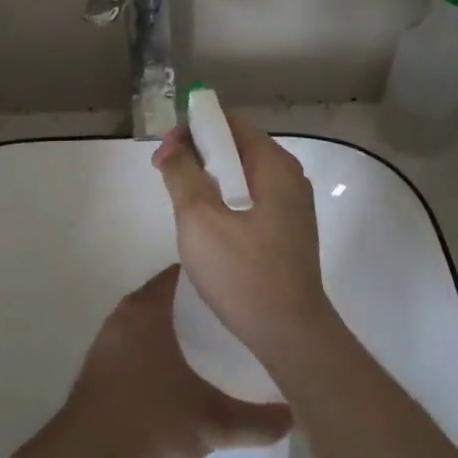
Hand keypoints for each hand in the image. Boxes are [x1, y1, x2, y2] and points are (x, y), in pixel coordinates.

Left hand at [57, 266, 291, 457]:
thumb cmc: (150, 422)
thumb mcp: (211, 423)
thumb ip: (255, 421)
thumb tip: (292, 417)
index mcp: (148, 308)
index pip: (184, 275)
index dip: (214, 281)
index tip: (241, 295)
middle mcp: (125, 312)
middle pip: (168, 296)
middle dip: (199, 309)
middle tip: (236, 325)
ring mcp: (108, 338)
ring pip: (150, 321)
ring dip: (176, 331)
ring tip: (212, 351)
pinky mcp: (98, 364)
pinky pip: (135, 343)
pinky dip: (157, 350)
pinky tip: (178, 377)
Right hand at [151, 116, 335, 369]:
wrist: (290, 334)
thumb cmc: (243, 273)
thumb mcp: (200, 219)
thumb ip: (182, 174)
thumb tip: (171, 147)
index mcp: (274, 165)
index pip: (230, 123)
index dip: (193, 129)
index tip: (165, 154)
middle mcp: (289, 176)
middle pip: (237, 146)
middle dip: (199, 153)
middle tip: (167, 175)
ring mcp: (292, 205)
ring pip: (243, 174)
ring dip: (210, 178)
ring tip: (183, 201)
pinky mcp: (288, 230)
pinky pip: (252, 197)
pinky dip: (227, 198)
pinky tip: (209, 225)